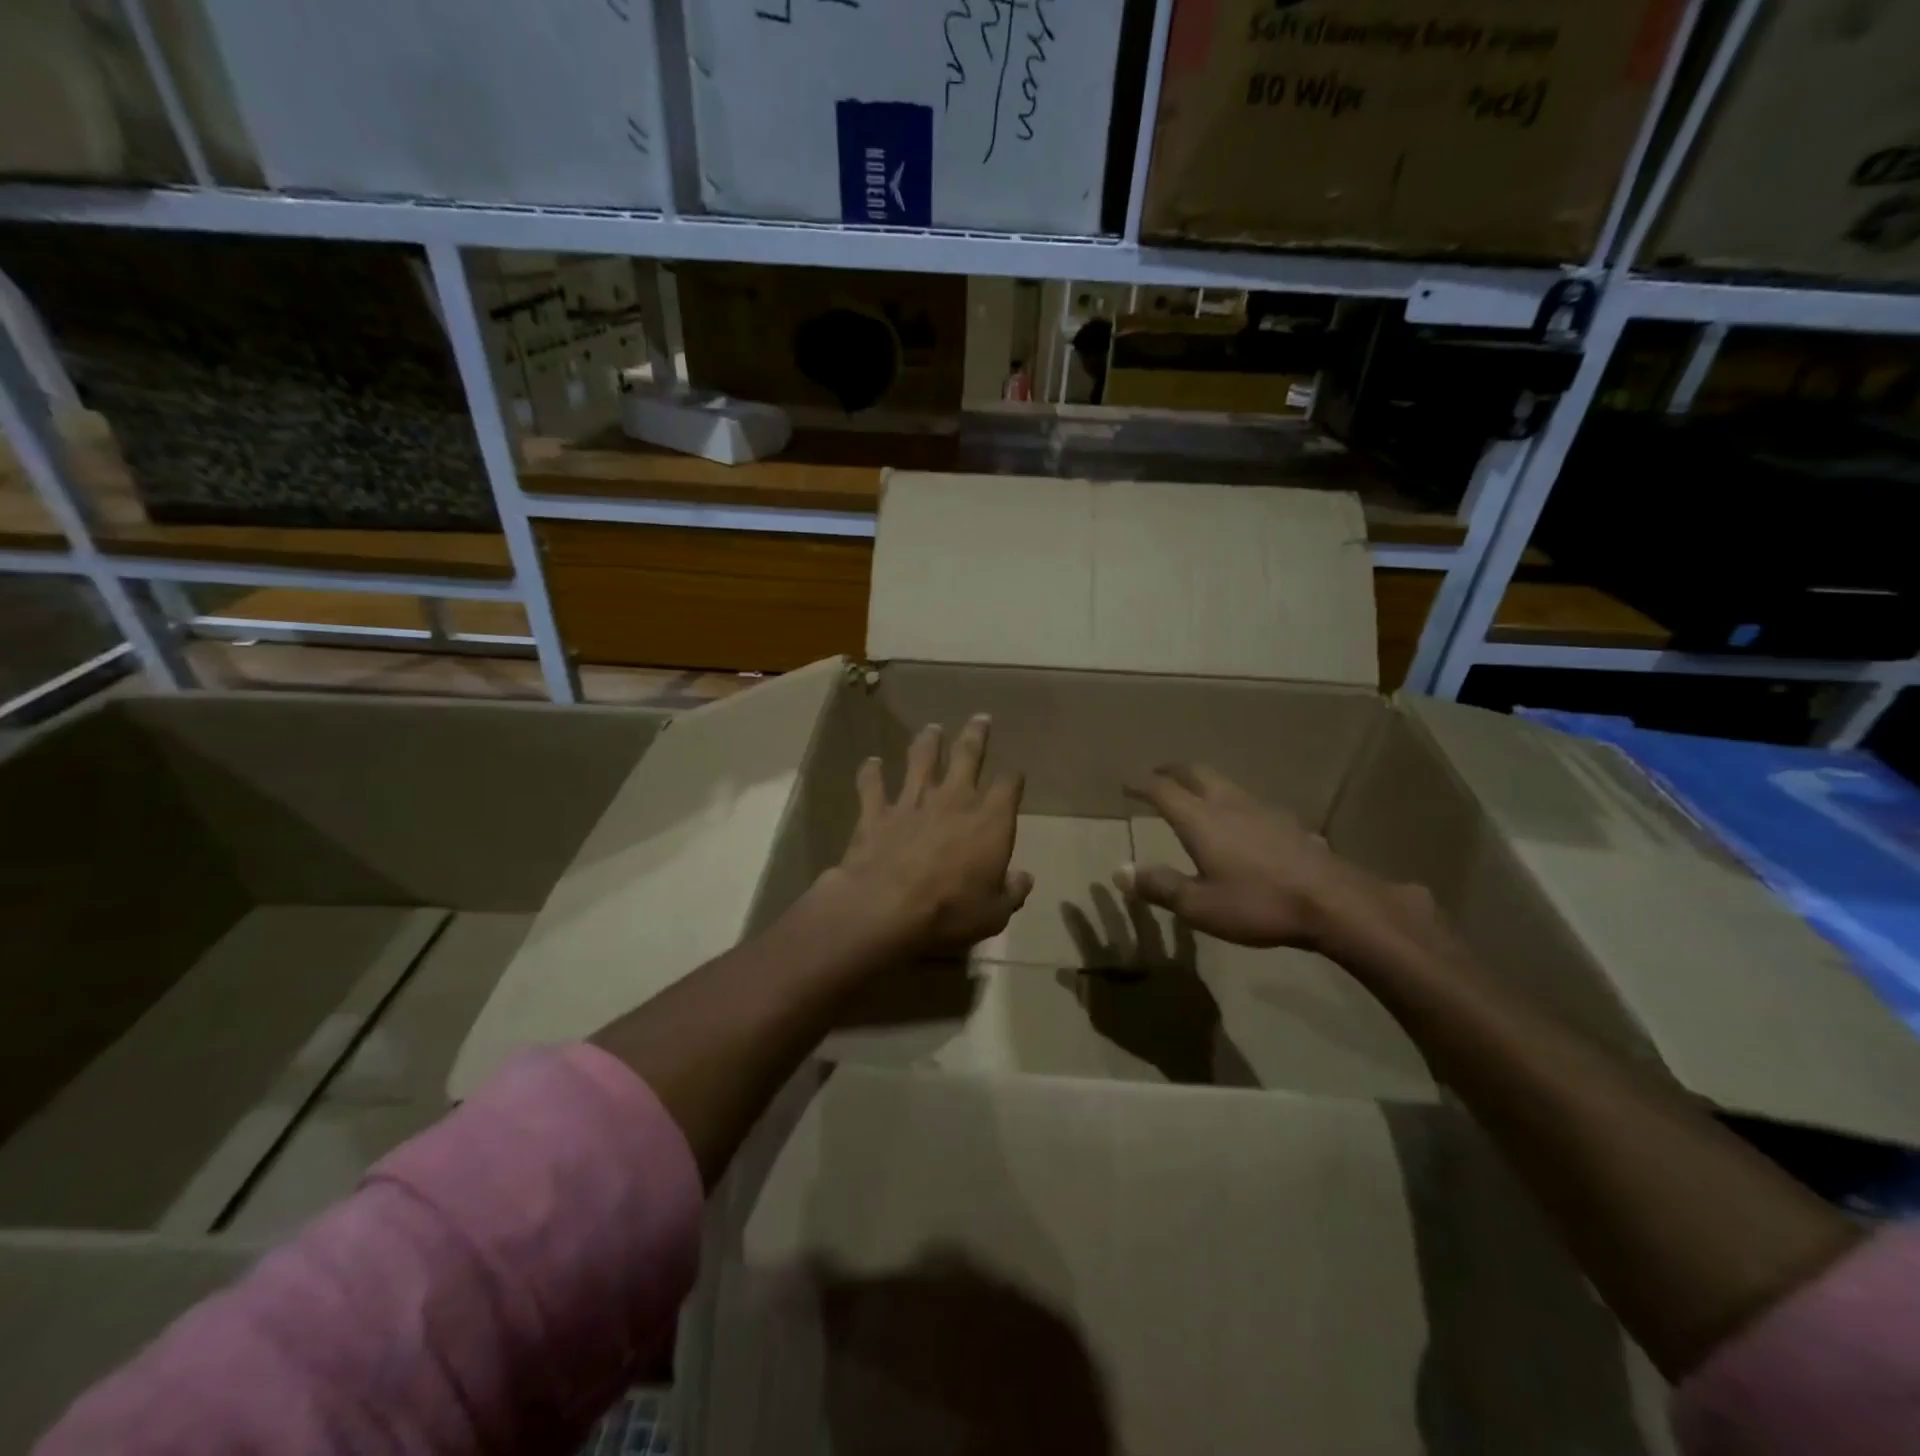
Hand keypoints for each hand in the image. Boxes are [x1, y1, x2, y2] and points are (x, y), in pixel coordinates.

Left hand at [821, 715, 1032, 954]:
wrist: (885, 908)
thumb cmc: (949, 912)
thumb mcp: (994, 914)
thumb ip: (1011, 892)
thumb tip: (1023, 879)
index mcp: (989, 820)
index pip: (1008, 786)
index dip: (1013, 778)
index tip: (1015, 774)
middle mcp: (953, 799)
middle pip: (967, 756)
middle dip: (975, 735)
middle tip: (980, 718)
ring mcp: (912, 802)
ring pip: (921, 760)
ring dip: (927, 742)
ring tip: (932, 729)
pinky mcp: (877, 812)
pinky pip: (872, 785)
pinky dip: (871, 773)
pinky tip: (871, 763)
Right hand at [1118, 764, 1429, 954]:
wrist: (1333, 902)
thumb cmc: (1258, 904)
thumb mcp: (1200, 905)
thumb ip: (1159, 886)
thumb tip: (1120, 871)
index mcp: (1200, 819)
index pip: (1162, 789)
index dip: (1141, 783)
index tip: (1126, 784)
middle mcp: (1228, 804)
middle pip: (1195, 772)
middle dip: (1171, 770)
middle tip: (1157, 774)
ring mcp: (1261, 809)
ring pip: (1223, 782)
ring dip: (1201, 781)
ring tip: (1192, 792)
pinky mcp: (1286, 821)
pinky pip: (1246, 799)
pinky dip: (1228, 799)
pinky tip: (1237, 819)